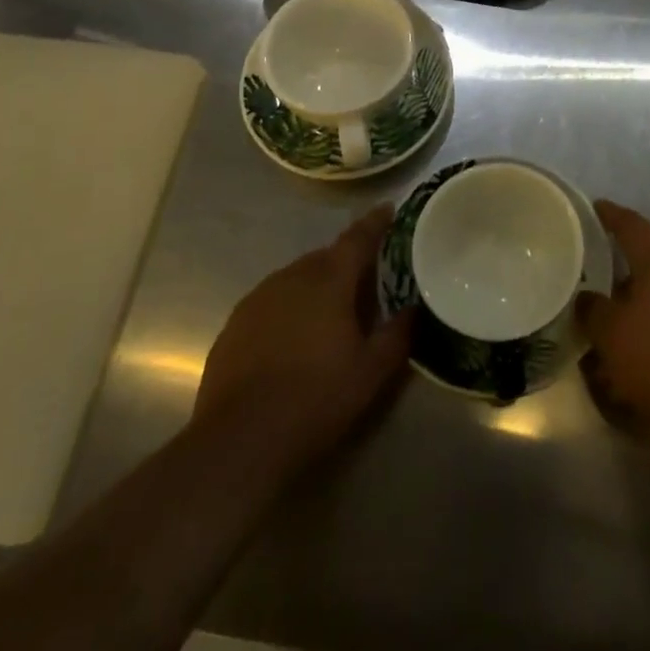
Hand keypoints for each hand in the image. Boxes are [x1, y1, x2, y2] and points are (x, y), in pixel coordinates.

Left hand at [191, 205, 411, 480]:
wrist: (239, 441)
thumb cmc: (316, 399)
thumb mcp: (372, 371)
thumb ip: (398, 333)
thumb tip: (415, 308)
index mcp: (329, 280)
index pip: (357, 238)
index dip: (375, 222)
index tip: (388, 209)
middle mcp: (291, 277)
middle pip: (325, 257)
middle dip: (346, 260)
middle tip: (366, 276)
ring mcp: (257, 299)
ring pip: (296, 277)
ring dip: (316, 284)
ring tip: (331, 308)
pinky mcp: (234, 324)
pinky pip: (271, 301)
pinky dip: (289, 307)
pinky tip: (293, 336)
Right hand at [580, 201, 649, 449]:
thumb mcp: (612, 336)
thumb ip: (594, 312)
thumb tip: (587, 298)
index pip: (632, 226)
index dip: (611, 215)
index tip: (595, 207)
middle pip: (648, 264)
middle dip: (621, 273)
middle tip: (593, 281)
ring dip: (637, 310)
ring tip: (611, 331)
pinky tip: (639, 360)